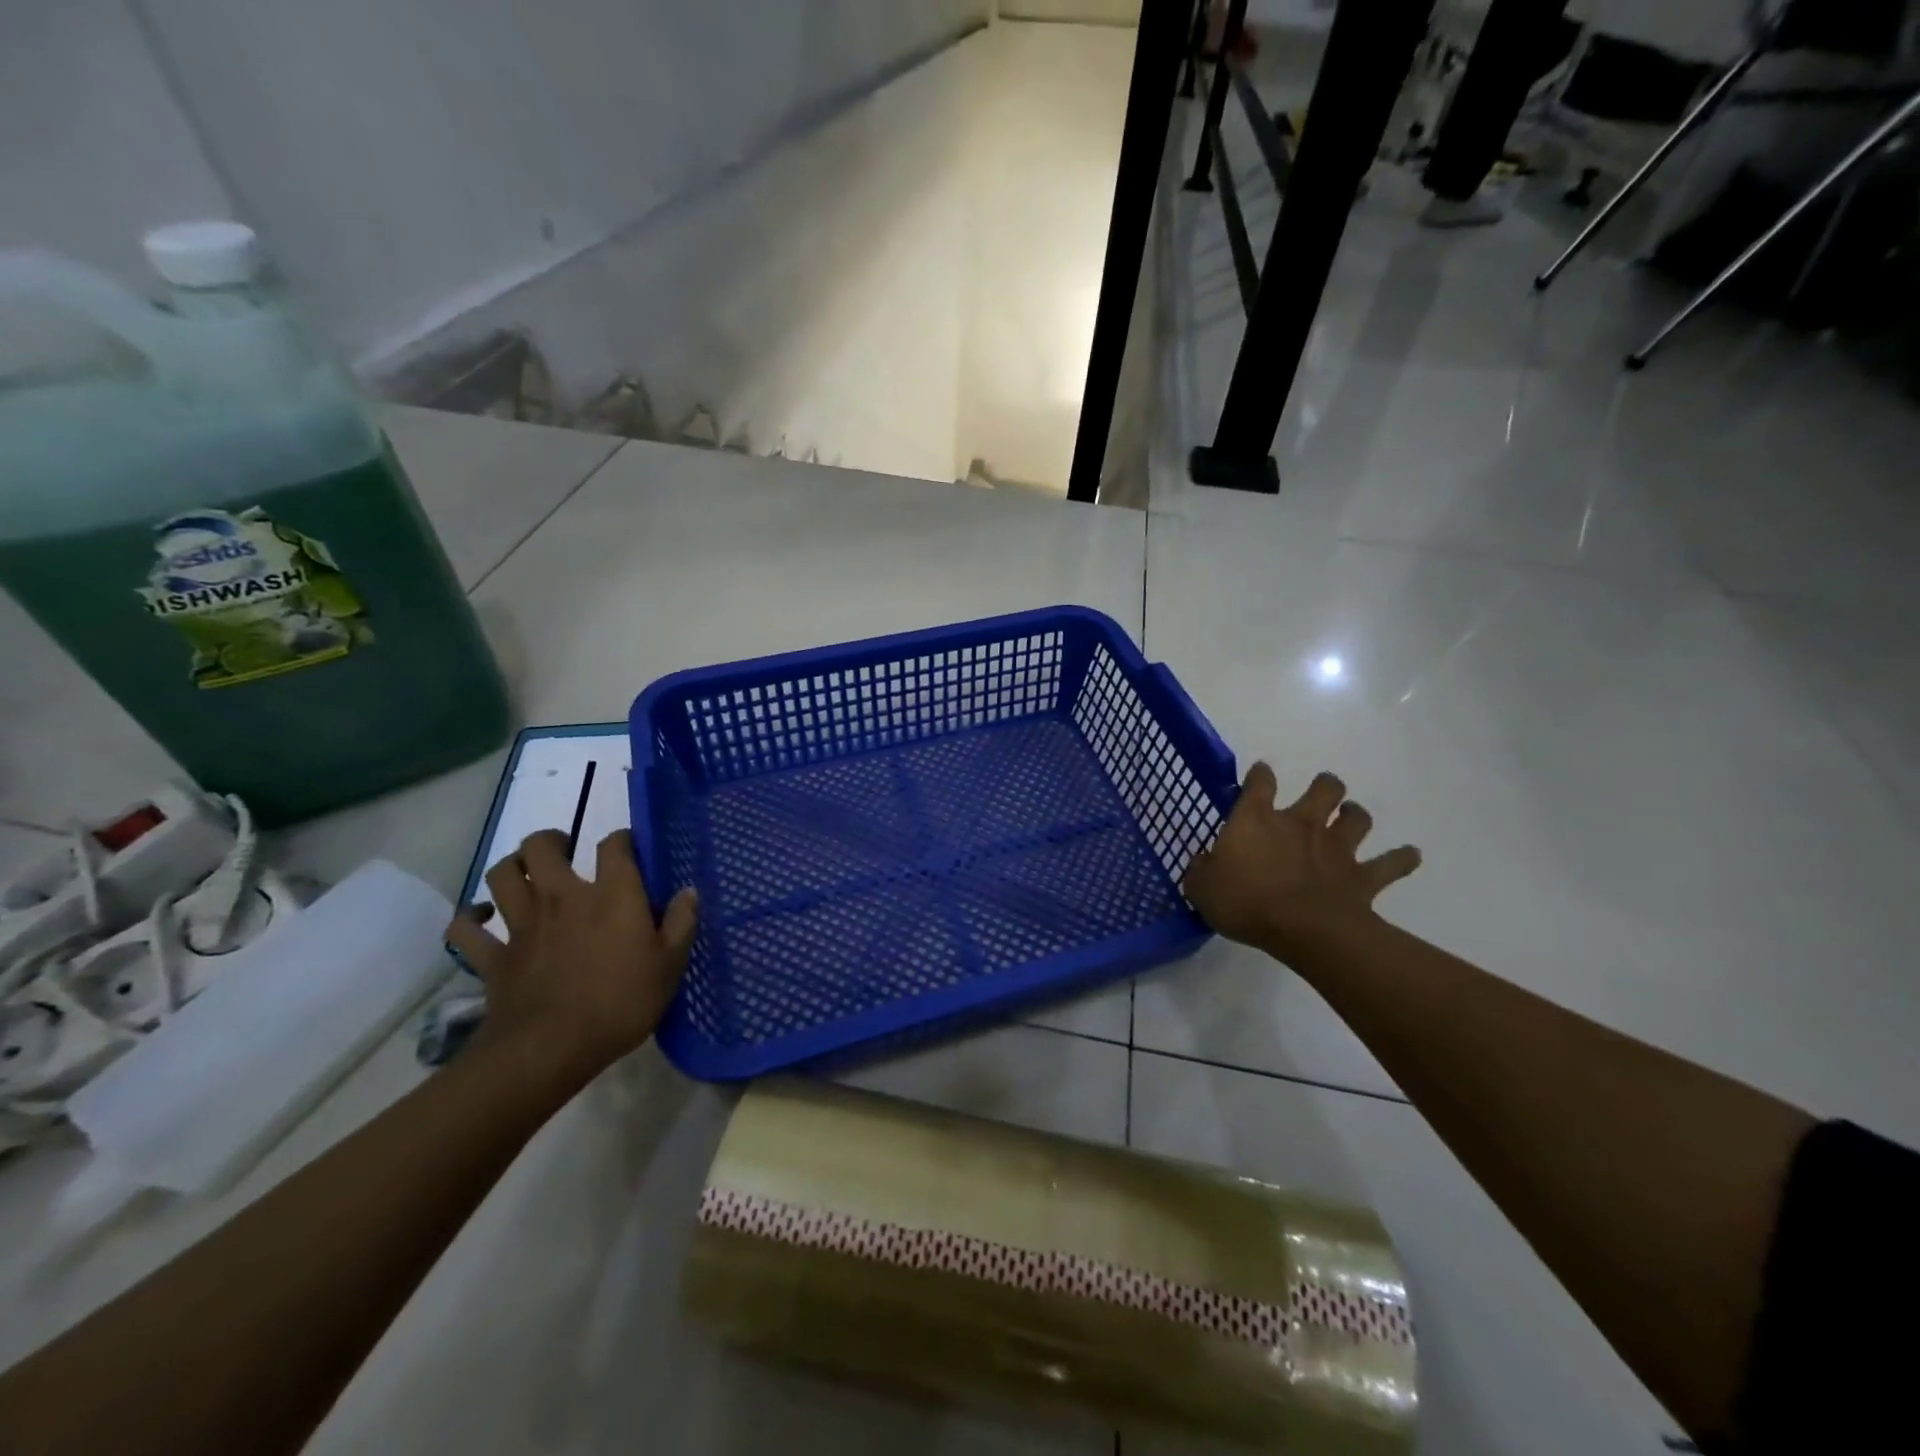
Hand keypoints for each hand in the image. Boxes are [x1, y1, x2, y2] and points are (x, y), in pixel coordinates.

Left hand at [446, 828, 698, 1084]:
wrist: (550, 1049)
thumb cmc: (620, 1003)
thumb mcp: (670, 966)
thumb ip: (682, 923)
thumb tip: (689, 891)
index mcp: (612, 895)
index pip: (615, 845)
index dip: (622, 840)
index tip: (629, 849)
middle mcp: (562, 897)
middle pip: (541, 846)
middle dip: (551, 841)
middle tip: (564, 851)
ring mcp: (521, 925)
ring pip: (502, 875)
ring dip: (511, 868)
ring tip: (525, 875)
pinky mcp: (492, 956)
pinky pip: (465, 928)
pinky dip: (470, 918)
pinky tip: (482, 917)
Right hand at [1182, 764, 1420, 957]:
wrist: (1304, 930)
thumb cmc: (1245, 903)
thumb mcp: (1201, 889)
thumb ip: (1201, 871)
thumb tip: (1202, 863)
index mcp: (1257, 820)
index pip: (1259, 783)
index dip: (1259, 775)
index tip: (1259, 775)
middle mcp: (1301, 823)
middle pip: (1323, 788)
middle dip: (1324, 786)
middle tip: (1320, 793)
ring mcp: (1336, 848)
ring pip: (1357, 817)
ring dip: (1355, 815)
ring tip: (1351, 818)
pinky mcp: (1363, 876)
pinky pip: (1391, 863)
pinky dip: (1402, 858)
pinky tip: (1409, 856)